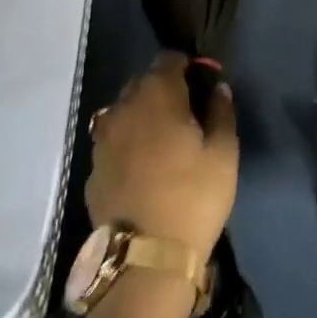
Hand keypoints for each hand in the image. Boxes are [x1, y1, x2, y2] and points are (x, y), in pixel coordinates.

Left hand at [87, 53, 238, 262]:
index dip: (186, 66)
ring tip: (162, 142)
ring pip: (123, 111)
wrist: (145, 259)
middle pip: (142, 82)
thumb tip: (218, 88)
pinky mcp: (92, 168)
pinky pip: (112, 142)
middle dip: (163, 89)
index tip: (201, 84)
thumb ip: (222, 113)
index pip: (168, 59)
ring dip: (141, 116)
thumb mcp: (224, 155)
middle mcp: (123, 107)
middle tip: (185, 115)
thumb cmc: (193, 198)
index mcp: (157, 94)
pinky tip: (142, 168)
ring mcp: (102, 138)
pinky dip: (127, 144)